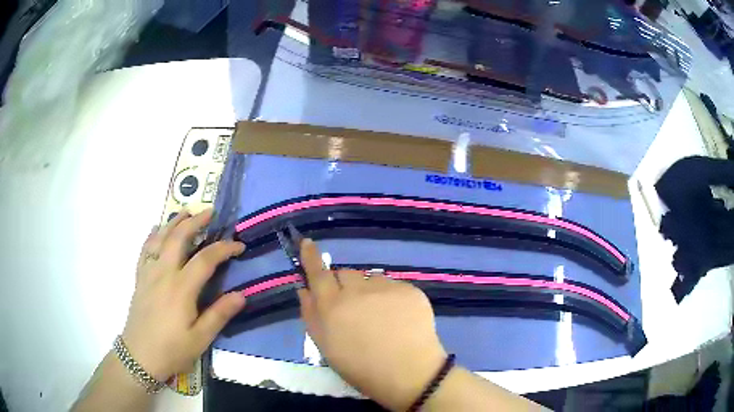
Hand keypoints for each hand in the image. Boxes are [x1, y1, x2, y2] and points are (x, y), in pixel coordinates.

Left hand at [122, 209, 245, 381]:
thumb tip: (242, 295)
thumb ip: (219, 315)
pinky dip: (152, 235)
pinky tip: (156, 229)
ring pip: (160, 238)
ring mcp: (149, 273)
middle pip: (179, 238)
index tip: (239, 245)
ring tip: (185, 212)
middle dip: (195, 221)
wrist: (139, 355)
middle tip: (210, 212)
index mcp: (181, 288)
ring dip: (174, 222)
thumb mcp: (200, 339)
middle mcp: (164, 273)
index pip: (206, 259)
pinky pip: (145, 249)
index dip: (224, 248)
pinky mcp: (140, 278)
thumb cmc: (172, 349)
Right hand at [297, 239, 447, 410]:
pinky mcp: (409, 290)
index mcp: (332, 306)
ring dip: (368, 291)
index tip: (308, 243)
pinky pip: (392, 286)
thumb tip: (304, 289)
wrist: (409, 374)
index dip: (310, 257)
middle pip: (345, 274)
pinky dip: (391, 297)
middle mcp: (357, 290)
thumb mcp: (326, 347)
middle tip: (354, 309)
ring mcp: (386, 288)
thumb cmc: (361, 368)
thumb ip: (310, 315)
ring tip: (379, 316)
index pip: (317, 273)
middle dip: (344, 286)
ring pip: (370, 279)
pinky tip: (398, 318)